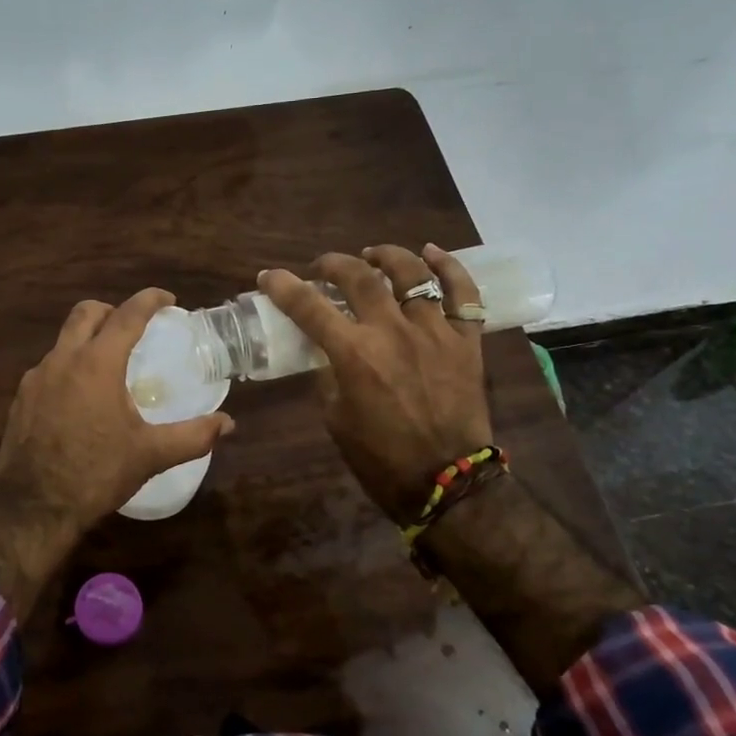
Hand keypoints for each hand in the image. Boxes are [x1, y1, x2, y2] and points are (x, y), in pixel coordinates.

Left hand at [0, 288, 233, 618]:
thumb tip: (227, 424)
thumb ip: (193, 436)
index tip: (168, 300)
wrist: (32, 508)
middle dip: (112, 311)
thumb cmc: (96, 474)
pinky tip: (81, 399)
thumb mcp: (150, 455)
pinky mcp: (20, 399)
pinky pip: (49, 368)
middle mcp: (62, 360)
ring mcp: (36, 378)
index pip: (127, 315)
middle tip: (135, 328)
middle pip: (86, 313)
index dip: (149, 300)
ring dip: (88, 340)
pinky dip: (69, 367)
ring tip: (110, 366)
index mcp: (96, 364)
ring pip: (64, 340)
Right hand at [258, 244, 490, 520]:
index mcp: (354, 354)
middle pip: (360, 277)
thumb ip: (329, 376)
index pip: (309, 307)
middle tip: (322, 268)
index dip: (284, 286)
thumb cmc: (381, 458)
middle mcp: (393, 331)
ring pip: (412, 274)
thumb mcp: (336, 418)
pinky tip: (431, 253)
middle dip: (333, 263)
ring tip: (373, 255)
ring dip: (387, 256)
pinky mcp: (466, 340)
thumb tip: (328, 352)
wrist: (446, 481)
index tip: (269, 276)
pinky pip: (463, 293)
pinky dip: (449, 267)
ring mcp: (434, 331)